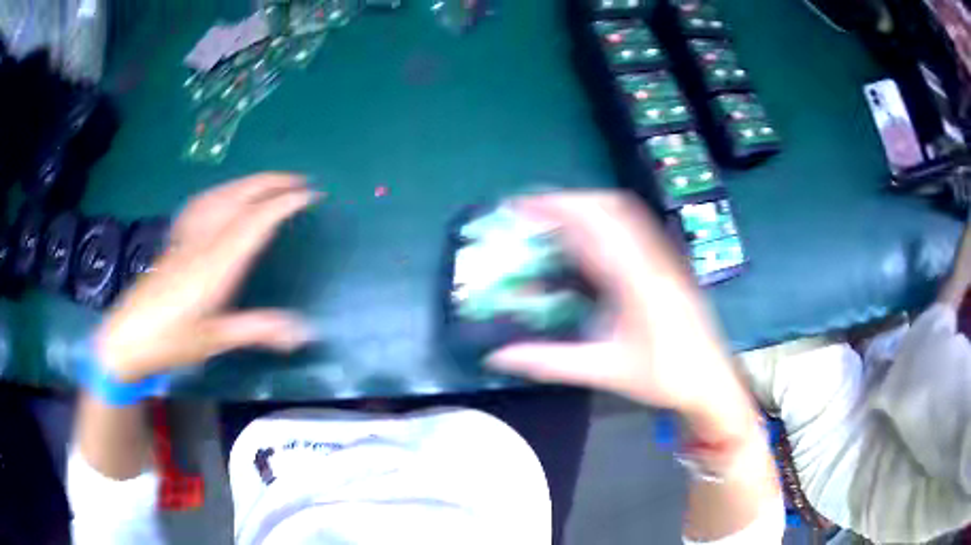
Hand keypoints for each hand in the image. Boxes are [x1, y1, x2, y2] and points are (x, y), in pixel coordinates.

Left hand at [95, 173, 318, 381]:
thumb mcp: (214, 341)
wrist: (127, 336)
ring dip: (249, 183)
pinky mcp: (176, 240)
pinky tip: (226, 194)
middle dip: (271, 183)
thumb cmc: (170, 342)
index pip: (253, 222)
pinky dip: (222, 191)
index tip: (309, 195)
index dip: (283, 204)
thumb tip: (304, 332)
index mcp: (215, 266)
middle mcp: (202, 242)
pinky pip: (201, 203)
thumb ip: (258, 330)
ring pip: (220, 196)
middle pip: (238, 198)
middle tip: (299, 181)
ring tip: (271, 182)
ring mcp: (186, 237)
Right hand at [486, 191, 746, 423]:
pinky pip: (633, 226)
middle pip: (611, 205)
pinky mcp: (668, 263)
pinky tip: (588, 240)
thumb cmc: (665, 377)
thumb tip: (498, 356)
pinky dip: (603, 221)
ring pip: (624, 212)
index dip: (556, 207)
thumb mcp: (605, 370)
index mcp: (638, 279)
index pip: (596, 225)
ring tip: (554, 219)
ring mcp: (664, 257)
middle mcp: (652, 257)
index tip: (522, 206)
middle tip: (533, 211)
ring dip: (586, 207)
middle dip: (568, 200)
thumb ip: (550, 361)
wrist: (713, 380)